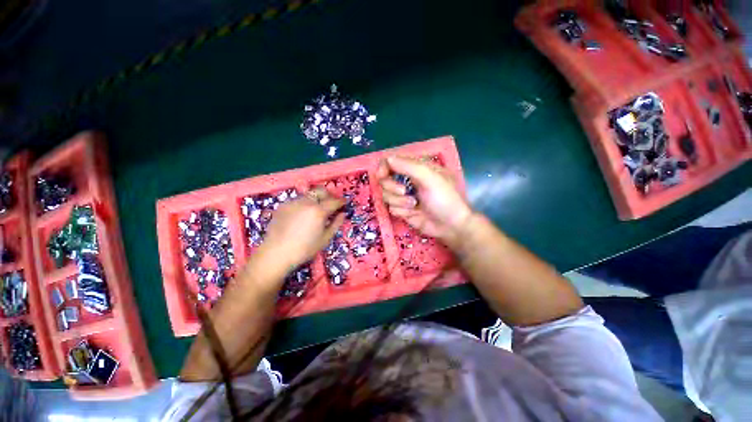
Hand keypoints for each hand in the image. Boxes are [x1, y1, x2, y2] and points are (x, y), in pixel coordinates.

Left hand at [261, 188, 344, 269]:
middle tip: (332, 203)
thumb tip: (343, 214)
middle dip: (329, 195)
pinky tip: (303, 214)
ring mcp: (293, 202)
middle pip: (321, 191)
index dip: (341, 201)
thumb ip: (336, 224)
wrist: (276, 253)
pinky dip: (304, 203)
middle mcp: (306, 202)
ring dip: (316, 198)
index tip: (344, 203)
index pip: (334, 201)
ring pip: (309, 194)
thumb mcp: (325, 239)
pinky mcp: (283, 205)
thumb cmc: (304, 249)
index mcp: (318, 211)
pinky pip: (298, 200)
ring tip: (317, 209)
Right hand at [377, 156, 471, 245]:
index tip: (382, 175)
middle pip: (384, 179)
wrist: (451, 226)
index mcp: (416, 168)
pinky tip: (413, 213)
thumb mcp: (430, 178)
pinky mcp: (403, 210)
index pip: (392, 161)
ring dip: (399, 201)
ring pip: (386, 195)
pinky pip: (391, 208)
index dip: (384, 167)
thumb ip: (409, 166)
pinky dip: (401, 211)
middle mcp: (408, 180)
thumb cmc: (445, 198)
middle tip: (404, 191)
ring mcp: (404, 196)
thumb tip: (388, 159)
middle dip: (392, 187)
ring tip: (414, 205)